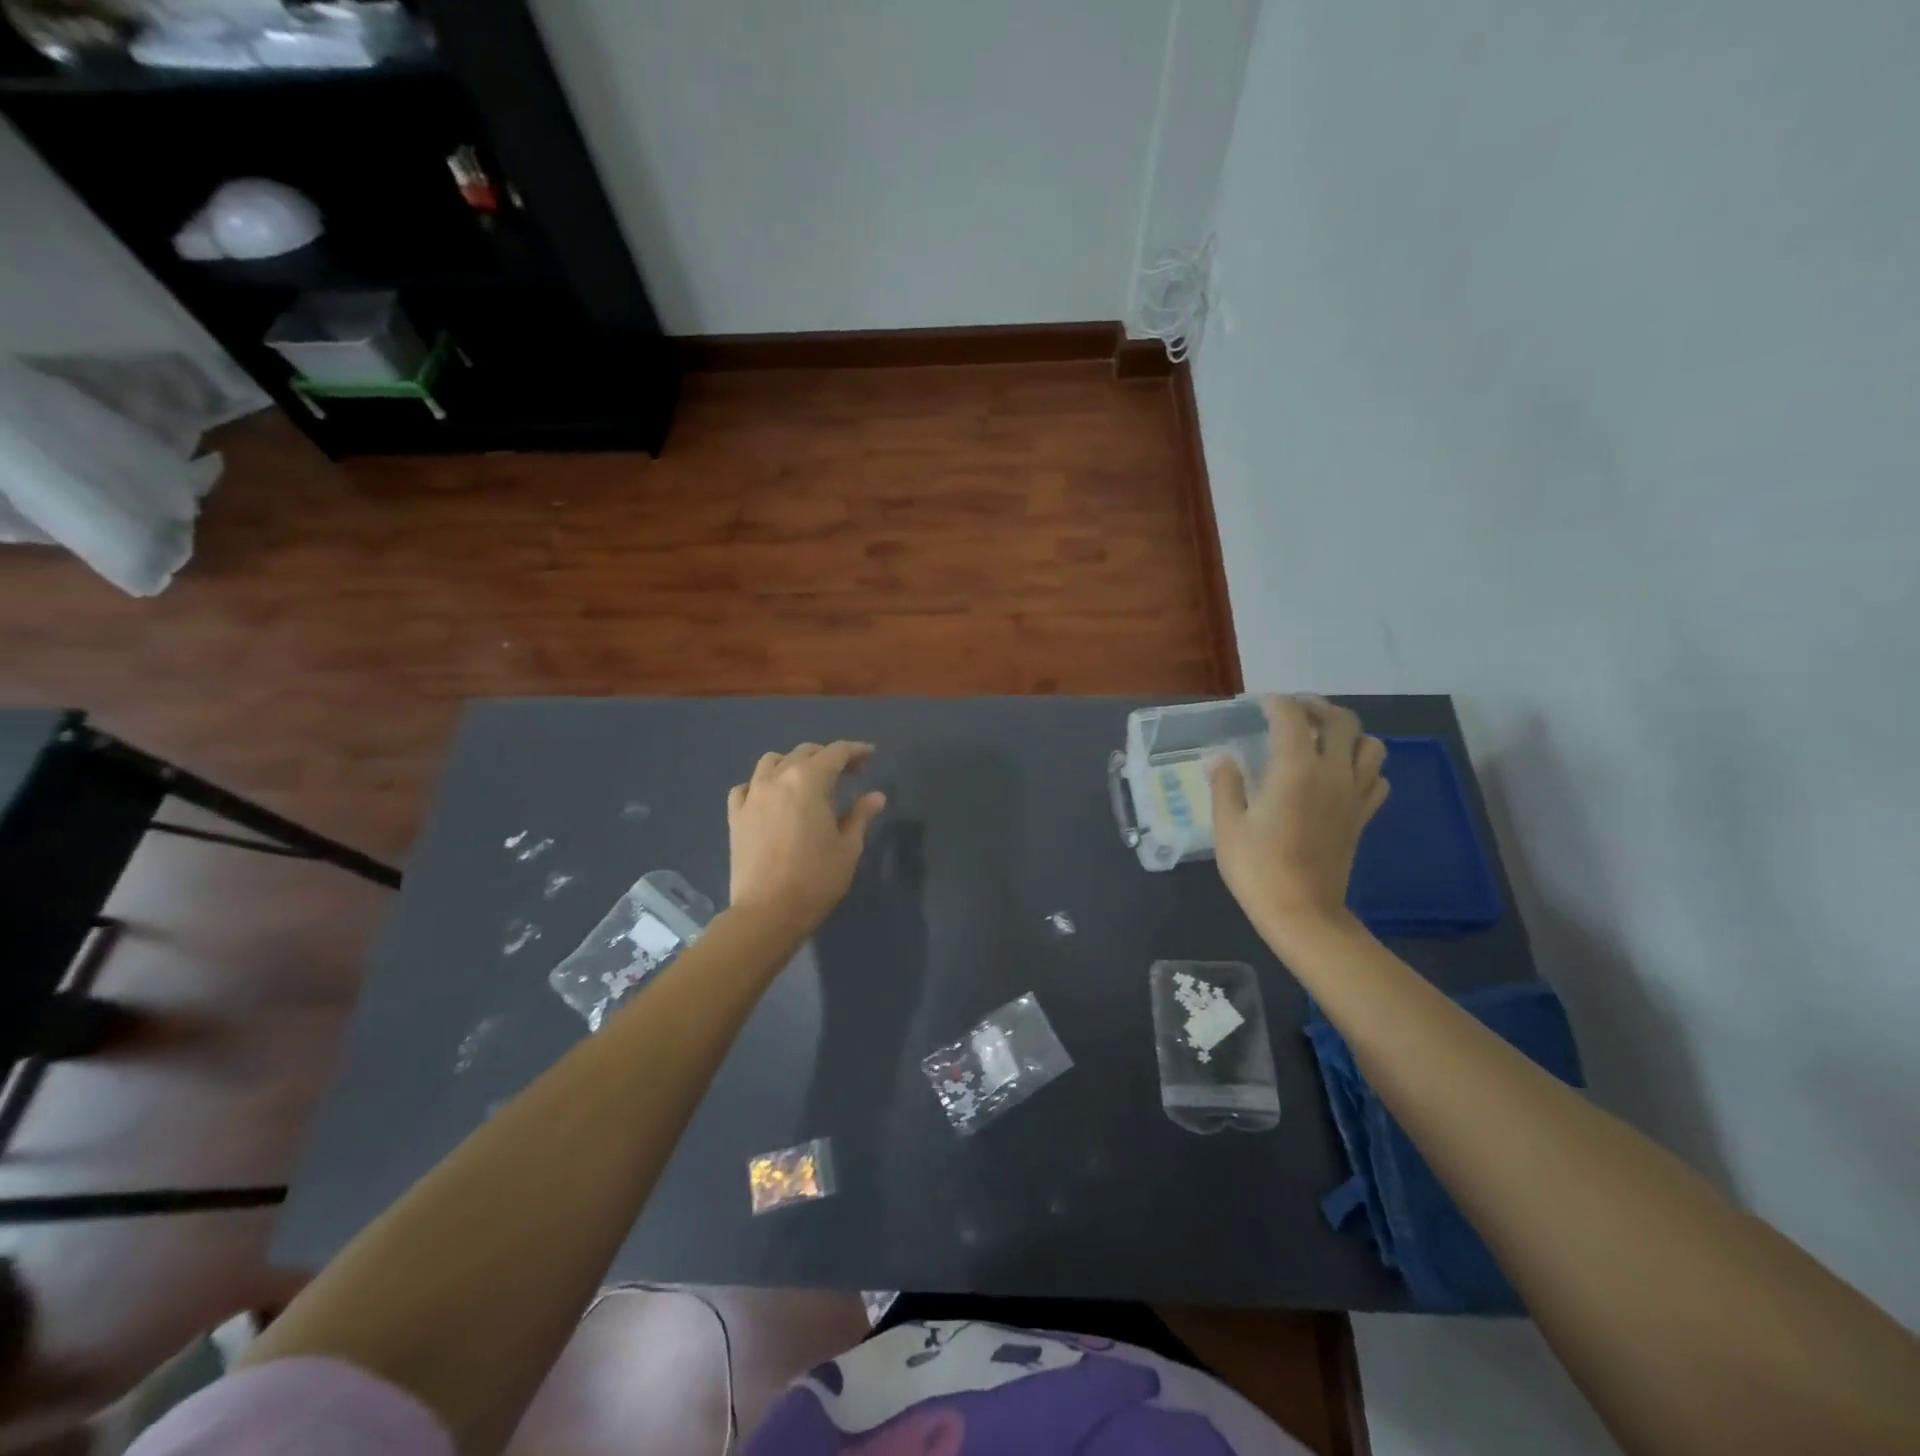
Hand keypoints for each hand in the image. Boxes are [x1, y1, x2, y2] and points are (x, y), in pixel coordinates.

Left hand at [727, 742, 886, 930]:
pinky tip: (772, 799)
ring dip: (794, 764)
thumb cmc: (816, 878)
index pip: (836, 753)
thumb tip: (876, 796)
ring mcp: (752, 795)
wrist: (768, 912)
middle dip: (829, 757)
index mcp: (809, 781)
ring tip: (808, 781)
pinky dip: (763, 784)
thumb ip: (861, 815)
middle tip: (849, 773)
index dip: (856, 751)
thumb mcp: (848, 847)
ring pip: (772, 762)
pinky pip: (747, 787)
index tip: (871, 756)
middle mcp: (777, 778)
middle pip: (804, 753)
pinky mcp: (735, 816)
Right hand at [1208, 696, 1388, 944]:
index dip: (1277, 704)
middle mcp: (1332, 773)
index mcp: (1295, 769)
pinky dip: (1364, 767)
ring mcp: (1354, 795)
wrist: (1302, 913)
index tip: (1261, 705)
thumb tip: (1220, 758)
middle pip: (1342, 722)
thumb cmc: (1257, 868)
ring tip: (1324, 740)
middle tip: (1296, 713)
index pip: (1293, 717)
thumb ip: (1226, 784)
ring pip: (1371, 746)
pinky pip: (1377, 779)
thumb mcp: (1228, 824)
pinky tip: (1341, 776)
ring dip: (1350, 735)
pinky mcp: (1363, 817)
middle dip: (1319, 709)